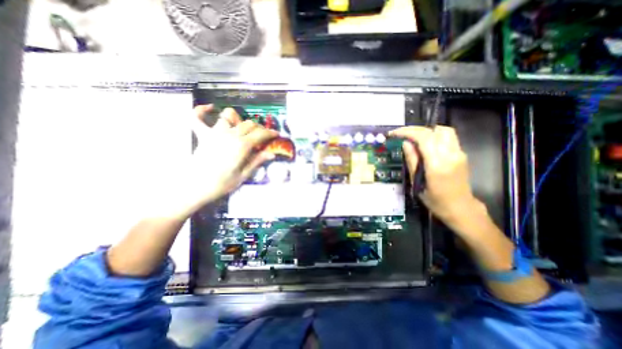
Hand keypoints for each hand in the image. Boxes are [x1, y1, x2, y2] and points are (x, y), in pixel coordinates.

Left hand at [186, 105, 277, 207]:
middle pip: (248, 124)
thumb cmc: (222, 184)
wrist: (196, 188)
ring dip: (239, 120)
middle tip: (263, 135)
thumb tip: (271, 154)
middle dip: (259, 128)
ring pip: (230, 117)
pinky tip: (210, 108)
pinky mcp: (202, 135)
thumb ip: (257, 161)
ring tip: (244, 128)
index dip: (270, 133)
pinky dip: (202, 111)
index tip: (276, 134)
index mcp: (242, 145)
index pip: (260, 134)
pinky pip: (197, 117)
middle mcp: (230, 135)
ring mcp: (214, 133)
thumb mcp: (244, 175)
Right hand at [387, 127, 479, 227]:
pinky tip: (425, 144)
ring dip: (427, 131)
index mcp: (437, 165)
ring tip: (414, 138)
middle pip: (435, 130)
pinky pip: (448, 137)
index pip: (424, 138)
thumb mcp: (417, 183)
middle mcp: (451, 155)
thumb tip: (405, 143)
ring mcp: (459, 153)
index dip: (408, 132)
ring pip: (444, 130)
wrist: (461, 208)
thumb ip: (412, 161)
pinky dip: (434, 136)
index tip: (395, 133)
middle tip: (402, 134)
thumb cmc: (435, 200)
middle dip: (416, 129)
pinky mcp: (462, 154)